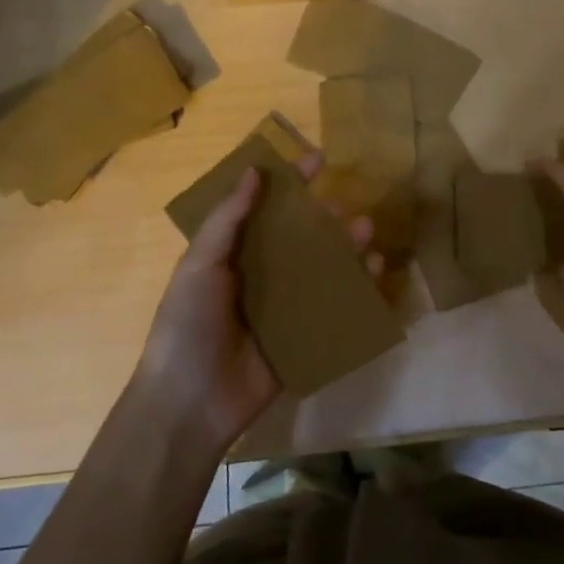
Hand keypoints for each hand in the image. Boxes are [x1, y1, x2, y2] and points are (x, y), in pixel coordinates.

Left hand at [131, 150, 377, 455]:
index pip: (266, 209)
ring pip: (323, 268)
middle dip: (324, 218)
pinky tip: (375, 272)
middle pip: (300, 237)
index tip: (319, 159)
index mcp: (233, 255)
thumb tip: (254, 170)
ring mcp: (284, 308)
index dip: (290, 182)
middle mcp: (261, 276)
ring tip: (366, 232)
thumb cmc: (188, 325)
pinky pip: (335, 307)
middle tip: (344, 207)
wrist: (191, 403)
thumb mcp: (200, 265)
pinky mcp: (304, 338)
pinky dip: (358, 287)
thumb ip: (227, 219)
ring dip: (346, 248)